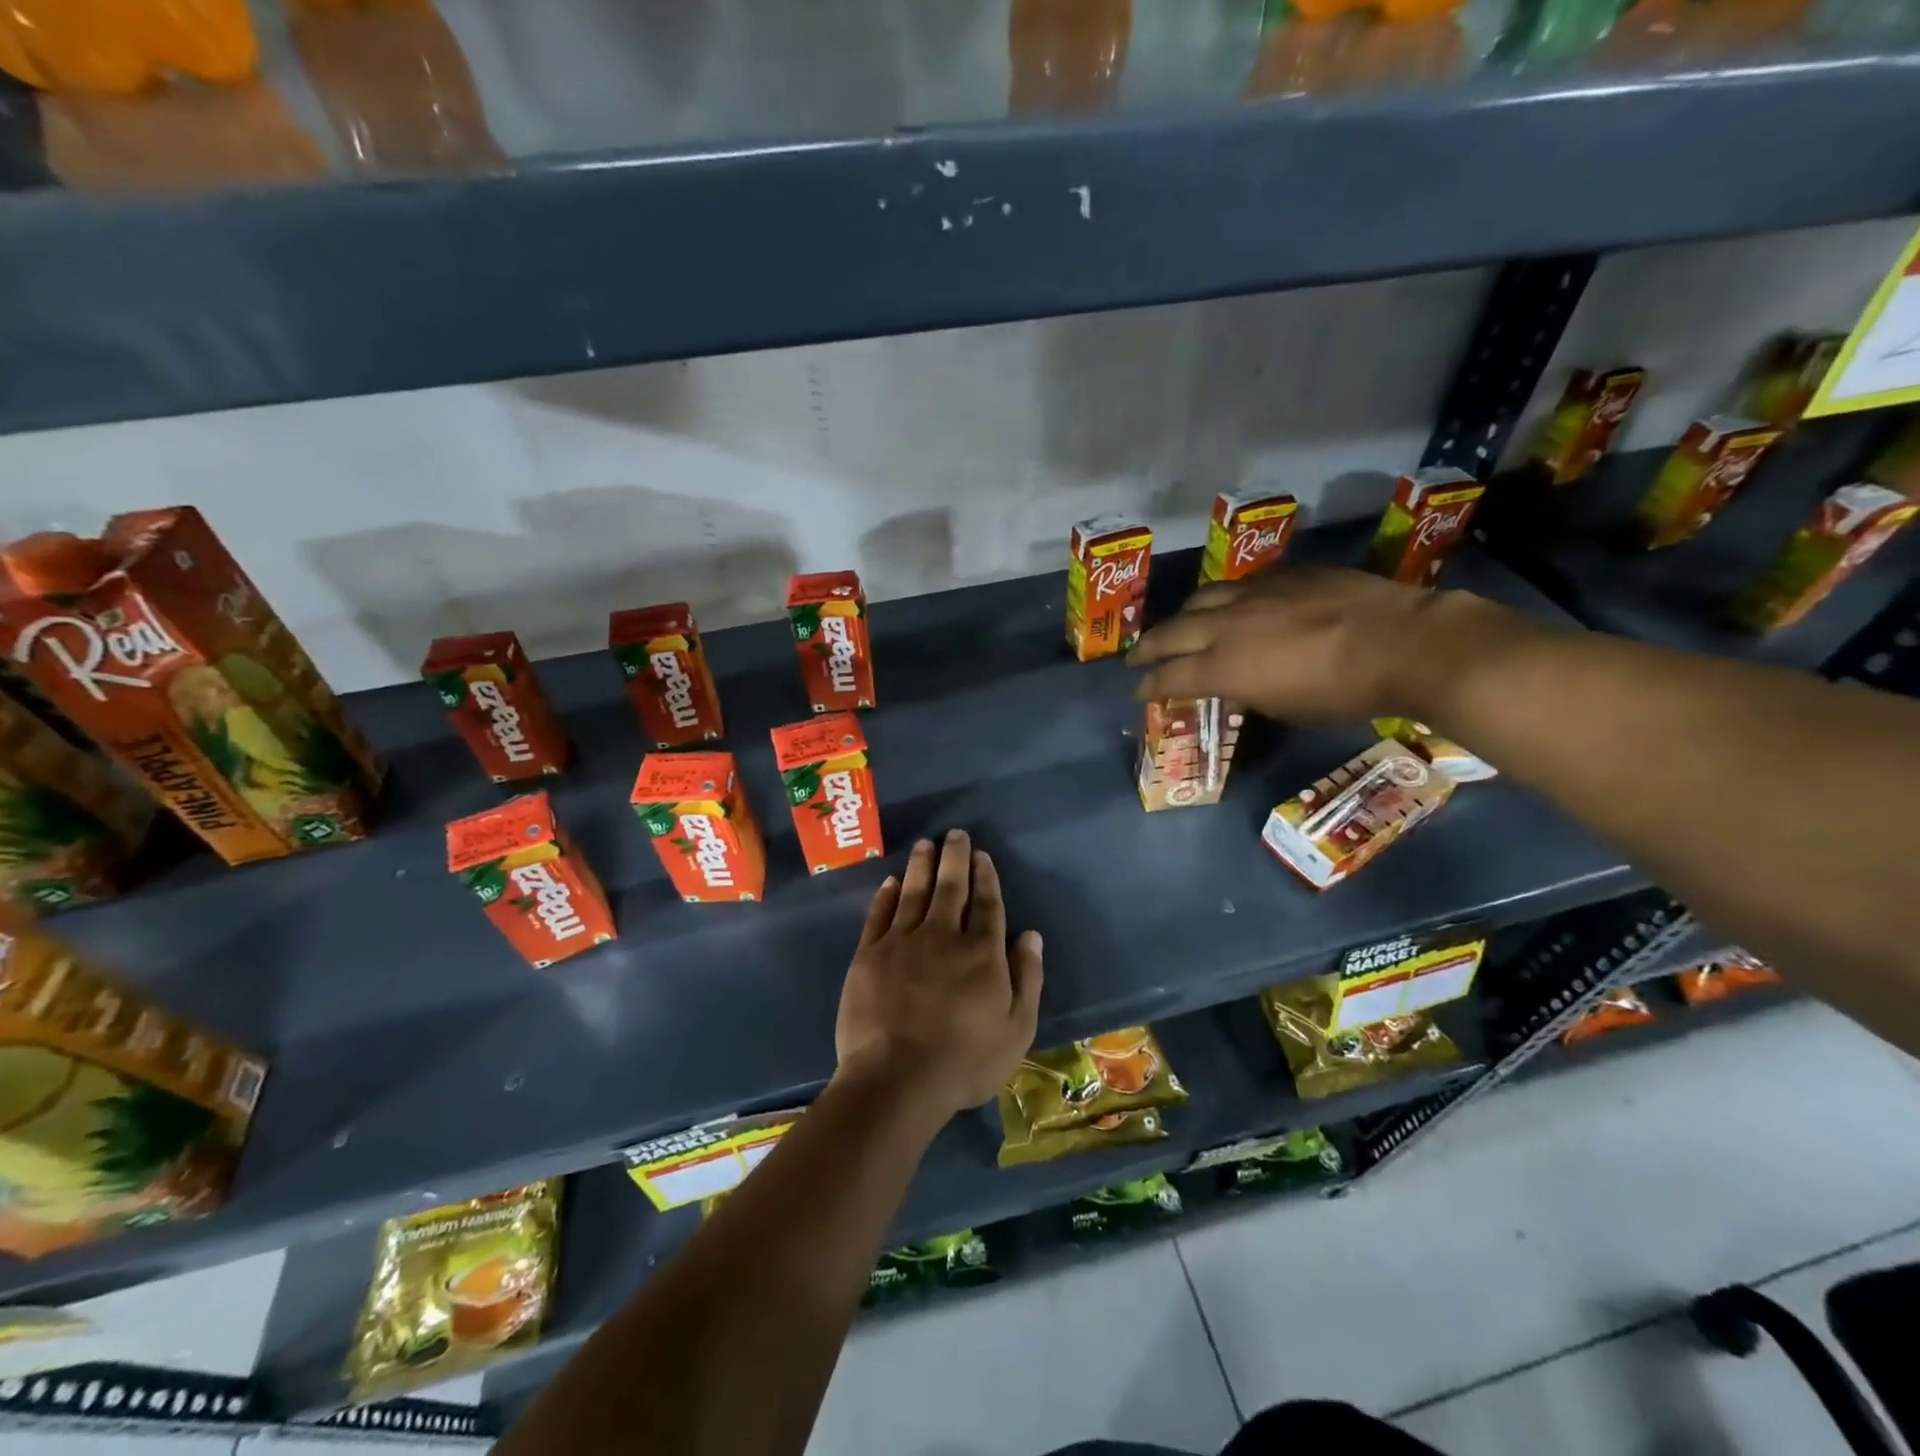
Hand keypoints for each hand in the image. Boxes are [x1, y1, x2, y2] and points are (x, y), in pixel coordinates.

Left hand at [835, 831, 1043, 1122]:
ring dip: (921, 866)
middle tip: (955, 835)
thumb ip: (1026, 978)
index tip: (981, 856)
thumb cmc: (964, 1062)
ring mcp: (902, 942)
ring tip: (925, 844)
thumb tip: (1030, 934)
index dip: (985, 877)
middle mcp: (942, 936)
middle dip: (955, 858)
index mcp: (981, 953)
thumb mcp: (1016, 1030)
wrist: (896, 1080)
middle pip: (951, 888)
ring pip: (914, 892)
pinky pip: (879, 915)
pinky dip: (887, 895)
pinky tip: (892, 881)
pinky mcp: (869, 955)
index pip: (987, 904)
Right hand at [1128, 564, 1528, 724]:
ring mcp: (1254, 593)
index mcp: (1223, 667)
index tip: (1139, 692)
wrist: (1401, 642)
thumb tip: (1232, 684)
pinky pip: (1241, 584)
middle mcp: (1226, 626)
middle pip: (1170, 633)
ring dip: (1183, 617)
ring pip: (1201, 599)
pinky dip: (1226, 600)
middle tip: (1137, 657)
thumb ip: (1246, 691)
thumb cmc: (1342, 693)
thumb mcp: (1284, 707)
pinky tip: (1235, 606)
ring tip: (1180, 626)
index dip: (1149, 687)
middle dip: (1148, 648)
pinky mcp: (1284, 574)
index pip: (1169, 677)